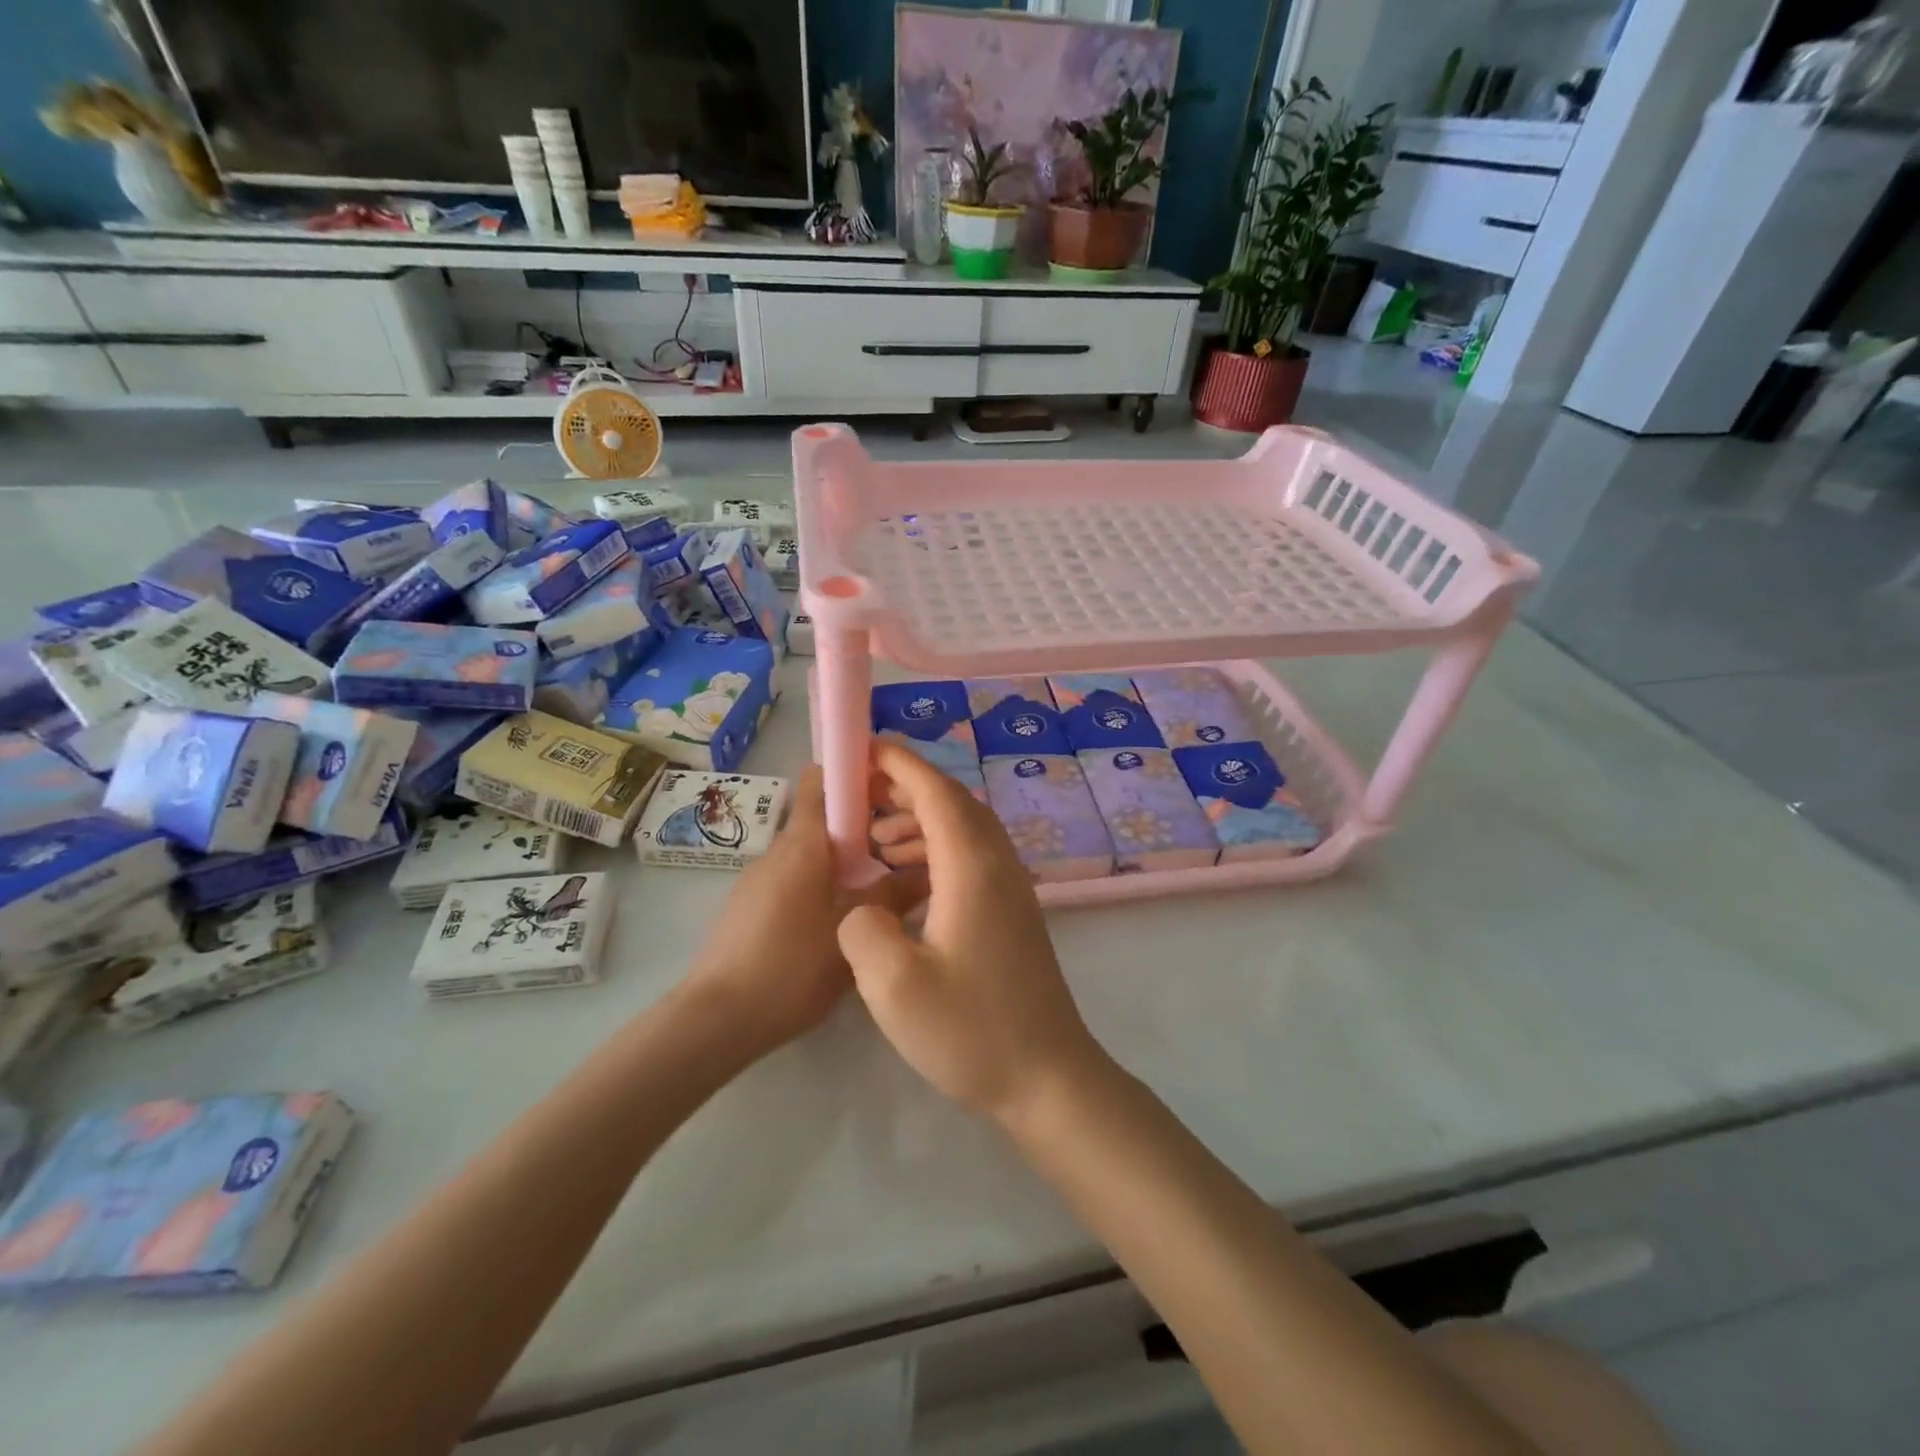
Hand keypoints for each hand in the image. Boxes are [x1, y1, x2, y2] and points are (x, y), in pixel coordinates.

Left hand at [685, 767, 924, 1056]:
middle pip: (823, 819)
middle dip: (863, 826)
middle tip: (903, 850)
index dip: (854, 774)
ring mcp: (759, 879)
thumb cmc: (791, 967)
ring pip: (811, 853)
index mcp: (803, 844)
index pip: (822, 780)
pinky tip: (843, 921)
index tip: (891, 788)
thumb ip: (893, 896)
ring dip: (845, 861)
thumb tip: (928, 870)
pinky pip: (795, 878)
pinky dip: (822, 884)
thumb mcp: (852, 931)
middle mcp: (778, 851)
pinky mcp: (751, 906)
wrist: (718, 1018)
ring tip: (881, 889)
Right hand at [838, 741, 1109, 1123]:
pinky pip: (970, 858)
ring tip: (873, 839)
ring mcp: (1011, 889)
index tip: (863, 749)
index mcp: (973, 868)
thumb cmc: (972, 1031)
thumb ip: (862, 930)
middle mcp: (998, 866)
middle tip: (858, 793)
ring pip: (963, 830)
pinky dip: (934, 851)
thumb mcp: (894, 988)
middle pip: (953, 803)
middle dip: (905, 788)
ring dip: (918, 822)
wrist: (1047, 1078)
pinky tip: (904, 879)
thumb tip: (863, 906)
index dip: (900, 764)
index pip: (937, 793)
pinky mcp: (1011, 913)